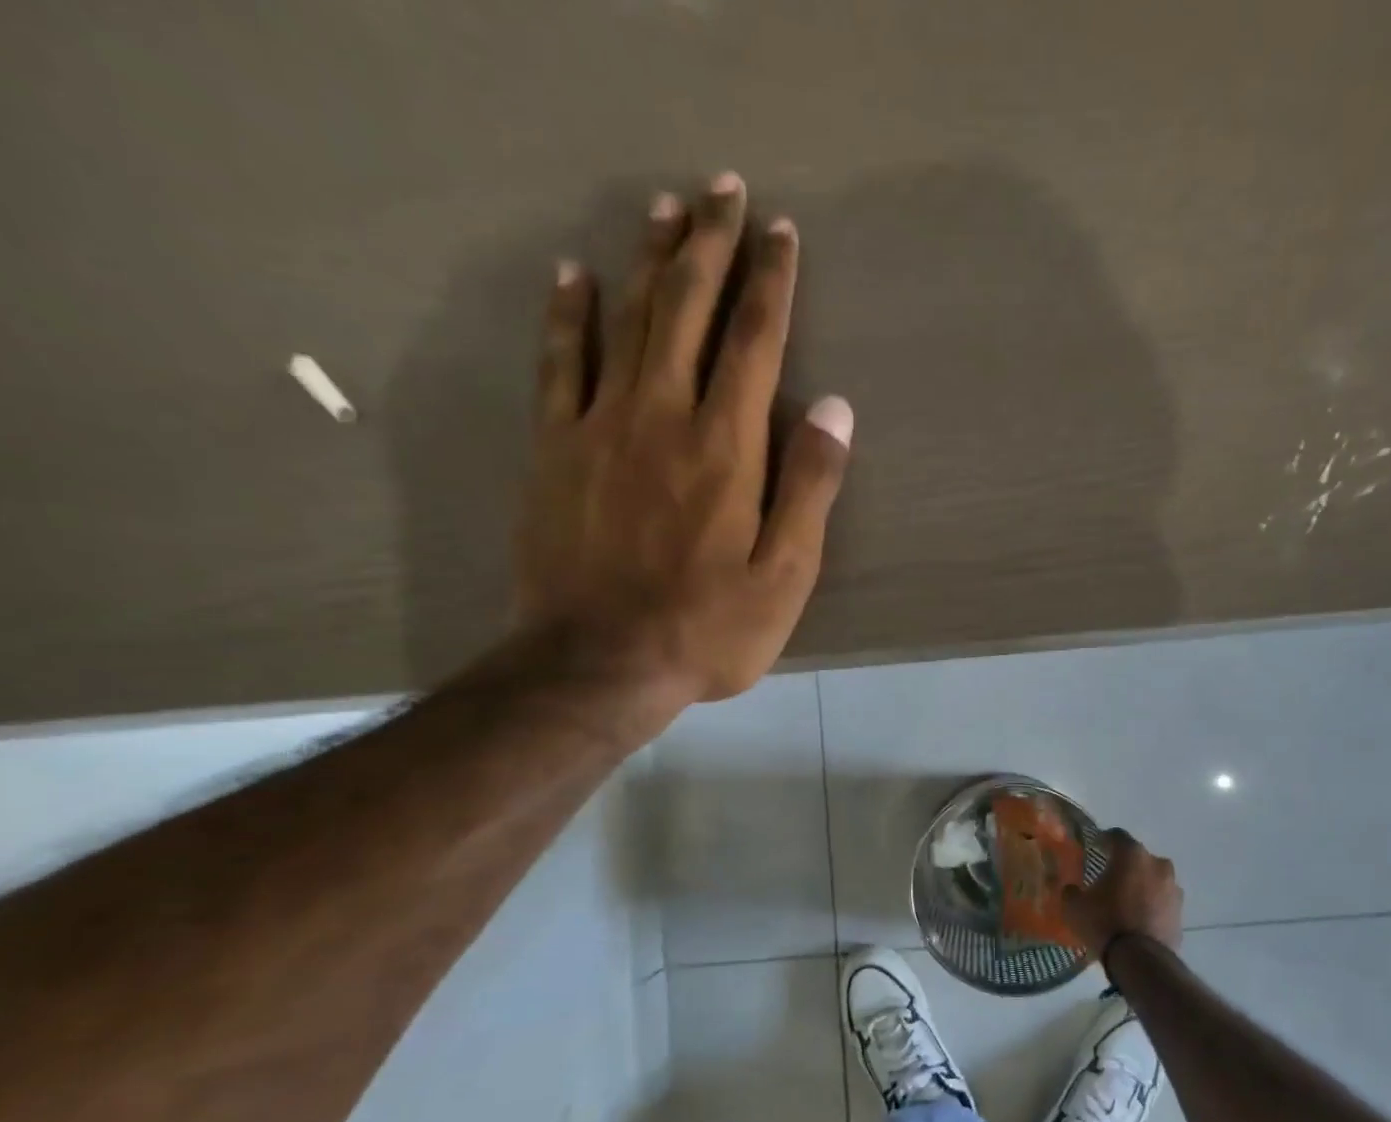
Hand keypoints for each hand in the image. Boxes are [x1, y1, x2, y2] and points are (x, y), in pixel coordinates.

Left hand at [518, 172, 850, 713]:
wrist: (598, 663)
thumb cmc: (707, 629)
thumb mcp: (785, 576)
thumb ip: (809, 490)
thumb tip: (835, 410)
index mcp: (727, 448)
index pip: (754, 343)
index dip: (771, 283)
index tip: (780, 232)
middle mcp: (663, 415)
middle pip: (686, 309)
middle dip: (709, 245)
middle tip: (722, 188)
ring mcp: (600, 426)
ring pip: (626, 320)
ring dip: (647, 258)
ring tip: (664, 207)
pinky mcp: (555, 449)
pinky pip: (560, 363)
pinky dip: (568, 314)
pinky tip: (573, 275)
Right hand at [1063, 829, 1183, 956]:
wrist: (1140, 960)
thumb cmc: (1104, 922)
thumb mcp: (1074, 907)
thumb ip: (1071, 891)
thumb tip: (1072, 889)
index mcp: (1131, 855)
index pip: (1116, 836)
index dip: (1104, 840)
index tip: (1095, 848)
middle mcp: (1157, 864)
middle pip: (1138, 858)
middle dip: (1124, 865)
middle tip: (1108, 878)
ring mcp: (1173, 888)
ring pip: (1153, 879)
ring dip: (1141, 885)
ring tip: (1125, 901)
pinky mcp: (1181, 912)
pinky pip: (1161, 901)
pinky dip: (1151, 905)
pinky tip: (1138, 918)